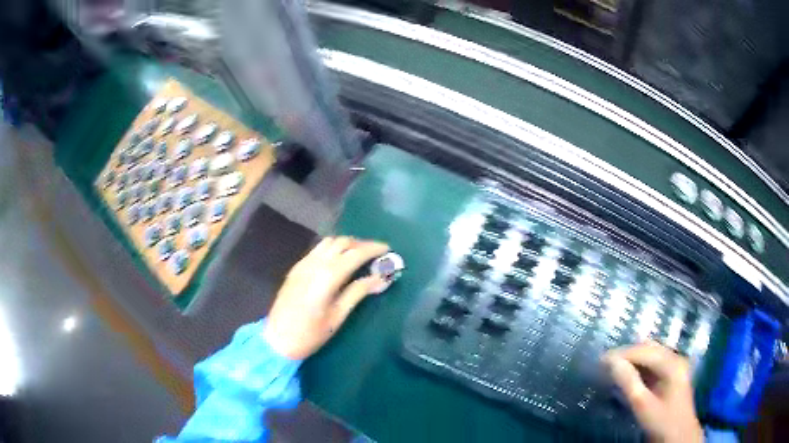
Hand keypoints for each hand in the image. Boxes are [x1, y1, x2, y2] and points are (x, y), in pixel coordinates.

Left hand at [264, 237, 390, 359]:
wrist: (277, 339)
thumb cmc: (310, 334)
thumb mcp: (337, 316)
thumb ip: (358, 293)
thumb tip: (380, 279)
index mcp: (327, 276)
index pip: (355, 254)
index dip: (373, 249)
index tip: (387, 249)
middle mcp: (314, 264)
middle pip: (341, 242)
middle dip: (361, 244)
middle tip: (375, 254)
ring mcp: (303, 264)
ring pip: (328, 242)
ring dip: (346, 244)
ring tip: (359, 256)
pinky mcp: (296, 268)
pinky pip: (317, 250)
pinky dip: (332, 249)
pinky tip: (338, 261)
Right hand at [603, 343, 702, 442]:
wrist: (679, 436)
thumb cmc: (662, 421)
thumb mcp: (643, 405)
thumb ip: (629, 382)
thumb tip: (611, 362)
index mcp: (672, 363)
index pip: (644, 351)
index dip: (622, 353)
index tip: (601, 360)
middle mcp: (675, 358)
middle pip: (649, 349)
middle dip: (627, 354)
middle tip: (606, 364)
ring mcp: (675, 366)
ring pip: (651, 356)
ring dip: (633, 360)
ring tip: (614, 368)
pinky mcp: (672, 376)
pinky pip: (654, 365)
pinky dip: (640, 368)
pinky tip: (629, 375)